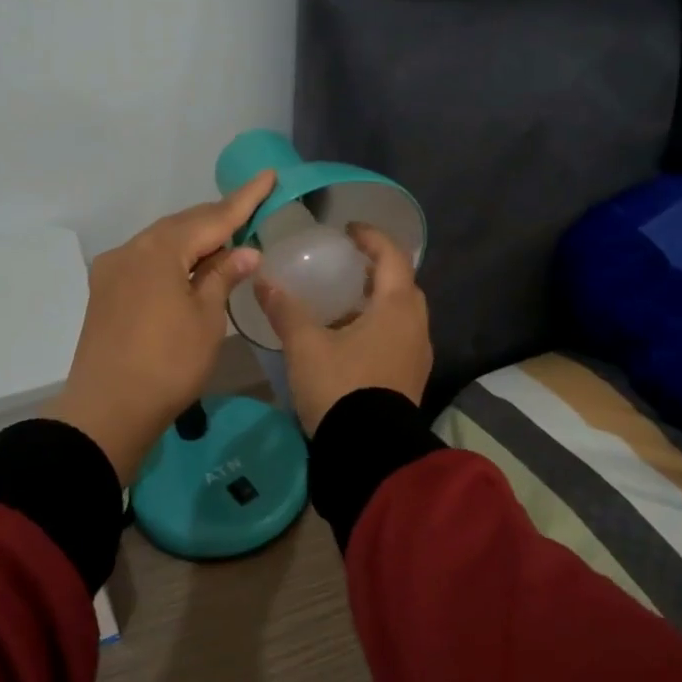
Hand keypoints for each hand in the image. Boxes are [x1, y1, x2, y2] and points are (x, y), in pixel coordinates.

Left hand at [46, 171, 275, 482]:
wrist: (108, 409)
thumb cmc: (168, 363)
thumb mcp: (206, 319)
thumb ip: (223, 277)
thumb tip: (245, 251)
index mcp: (159, 249)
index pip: (212, 217)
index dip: (244, 199)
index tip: (267, 176)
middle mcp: (131, 249)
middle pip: (182, 225)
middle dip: (218, 219)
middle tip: (252, 210)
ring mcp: (113, 270)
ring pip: (162, 242)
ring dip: (194, 240)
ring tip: (227, 242)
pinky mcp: (105, 292)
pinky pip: (147, 261)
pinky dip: (173, 259)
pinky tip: (190, 269)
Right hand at [255, 224, 431, 434]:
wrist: (368, 451)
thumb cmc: (340, 387)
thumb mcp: (306, 346)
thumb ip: (286, 310)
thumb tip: (263, 280)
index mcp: (396, 308)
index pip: (392, 257)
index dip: (371, 238)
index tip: (349, 230)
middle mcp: (416, 327)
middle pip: (402, 285)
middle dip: (378, 270)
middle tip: (348, 266)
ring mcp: (417, 356)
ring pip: (401, 315)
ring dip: (378, 302)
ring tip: (345, 303)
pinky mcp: (410, 380)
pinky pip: (398, 339)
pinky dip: (379, 327)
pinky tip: (351, 340)